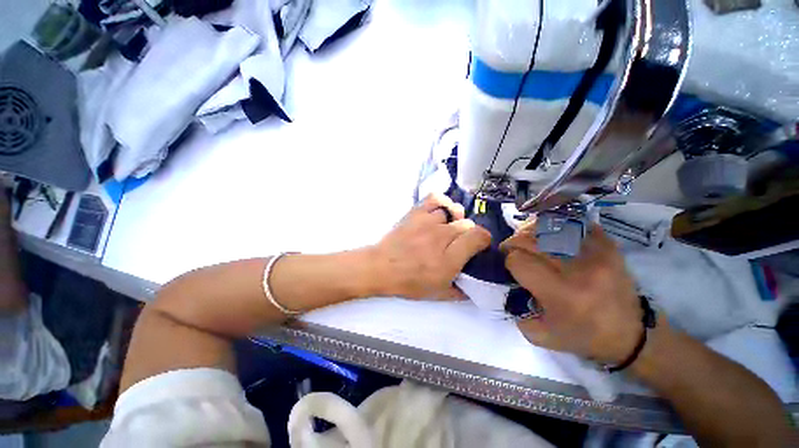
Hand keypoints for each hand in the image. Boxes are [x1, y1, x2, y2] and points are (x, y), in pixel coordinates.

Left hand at [369, 194, 490, 299]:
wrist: (381, 267)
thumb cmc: (409, 282)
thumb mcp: (438, 294)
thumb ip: (460, 291)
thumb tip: (473, 287)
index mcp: (450, 257)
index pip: (479, 236)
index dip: (483, 240)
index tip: (477, 246)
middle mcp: (443, 235)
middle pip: (467, 224)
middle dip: (467, 234)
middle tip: (457, 243)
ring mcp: (429, 221)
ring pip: (452, 212)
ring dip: (453, 221)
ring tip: (445, 229)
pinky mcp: (416, 213)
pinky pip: (435, 199)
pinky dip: (441, 203)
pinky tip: (440, 211)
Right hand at [501, 220, 641, 363]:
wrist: (631, 335)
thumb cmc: (583, 336)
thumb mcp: (541, 335)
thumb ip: (515, 310)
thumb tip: (505, 282)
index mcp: (560, 293)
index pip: (518, 261)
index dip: (509, 261)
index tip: (511, 267)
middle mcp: (577, 269)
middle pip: (529, 240)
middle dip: (514, 243)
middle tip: (513, 250)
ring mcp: (595, 253)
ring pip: (548, 227)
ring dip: (531, 232)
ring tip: (529, 240)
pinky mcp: (608, 246)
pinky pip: (573, 224)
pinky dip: (556, 226)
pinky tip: (551, 235)